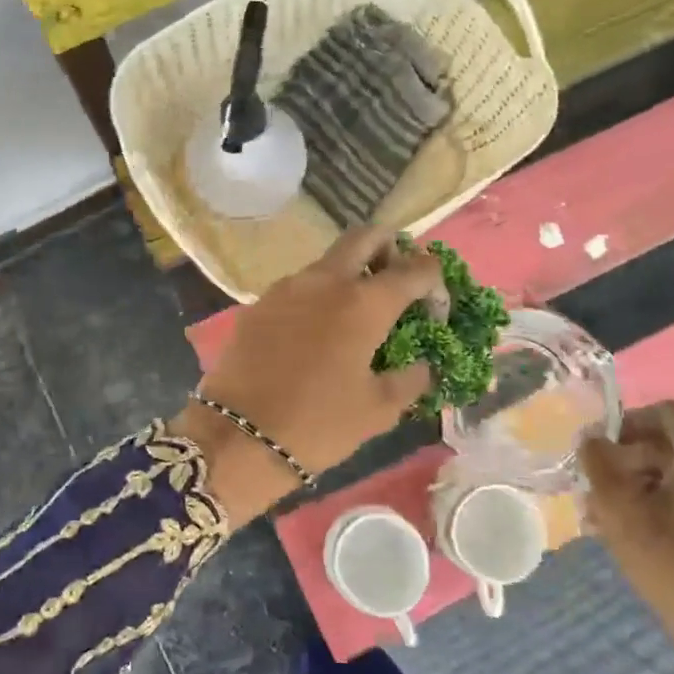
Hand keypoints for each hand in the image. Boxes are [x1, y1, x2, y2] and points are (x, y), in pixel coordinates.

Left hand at [173, 228, 439, 516]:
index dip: (434, 284)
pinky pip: (299, 286)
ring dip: (350, 275)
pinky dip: (318, 296)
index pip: (415, 268)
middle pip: (366, 237)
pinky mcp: (259, 302)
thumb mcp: (379, 410)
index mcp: (364, 302)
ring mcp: (287, 287)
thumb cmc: (319, 424)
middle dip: (390, 250)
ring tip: (355, 317)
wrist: (239, 437)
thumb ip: (410, 379)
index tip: (434, 313)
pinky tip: (316, 334)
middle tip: (395, 286)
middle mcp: (326, 280)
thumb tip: (422, 364)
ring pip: (329, 260)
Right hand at [581, 401, 673, 673]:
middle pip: (672, 446)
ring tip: (608, 521)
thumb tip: (590, 437)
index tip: (599, 449)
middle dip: (628, 462)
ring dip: (642, 489)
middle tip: (594, 491)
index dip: (628, 420)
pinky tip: (640, 541)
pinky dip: (667, 509)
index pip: (666, 412)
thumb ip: (598, 464)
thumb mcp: (620, 512)